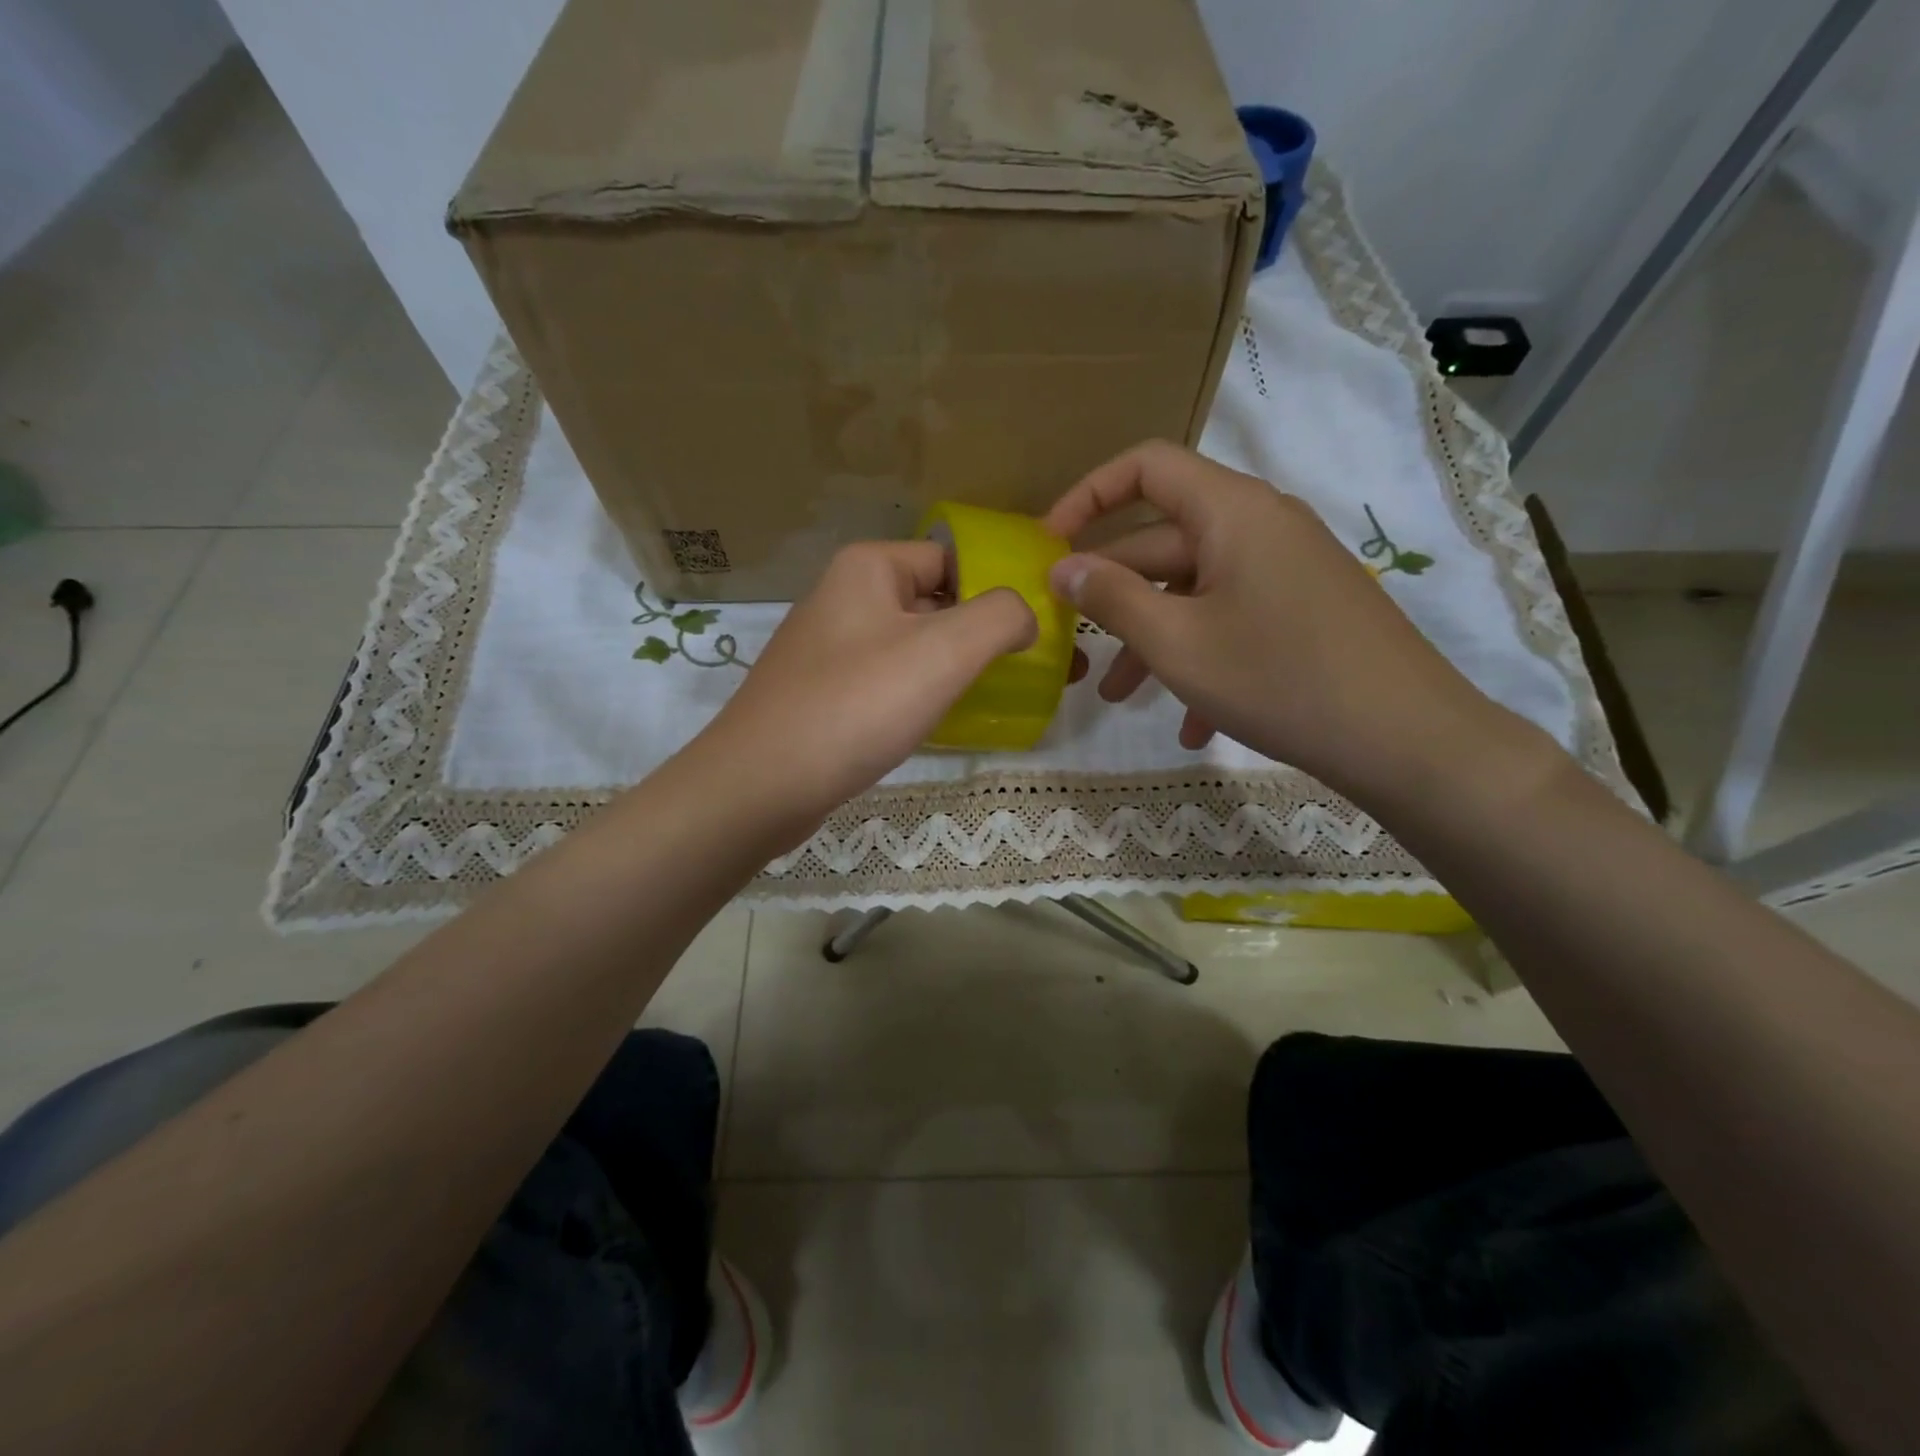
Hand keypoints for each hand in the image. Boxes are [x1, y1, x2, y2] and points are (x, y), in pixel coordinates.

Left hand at [698, 541, 1035, 829]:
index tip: (1044, 630)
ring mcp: (832, 649)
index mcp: (869, 568)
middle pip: (937, 602)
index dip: (1002, 589)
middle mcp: (846, 598)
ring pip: (915, 646)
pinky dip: (924, 695)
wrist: (761, 785)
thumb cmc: (856, 706)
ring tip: (1006, 697)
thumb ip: (1001, 616)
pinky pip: (890, 682)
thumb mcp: (944, 651)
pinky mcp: (826, 694)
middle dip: (989, 634)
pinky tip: (949, 722)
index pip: (956, 559)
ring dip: (960, 667)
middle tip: (1039, 668)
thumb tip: (1024, 615)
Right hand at [1045, 441, 1529, 805]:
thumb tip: (1063, 567)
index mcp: (1232, 512)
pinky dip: (1202, 658)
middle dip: (1113, 594)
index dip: (1089, 495)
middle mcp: (1262, 526)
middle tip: (1072, 641)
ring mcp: (1288, 570)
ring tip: (1118, 697)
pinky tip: (1190, 724)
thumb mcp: (1177, 643)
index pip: (1146, 467)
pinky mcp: (1305, 610)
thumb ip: (1111, 598)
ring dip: (1153, 638)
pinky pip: (1235, 619)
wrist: (1407, 739)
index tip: (1050, 543)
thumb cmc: (1279, 679)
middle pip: (1165, 541)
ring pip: (1196, 590)